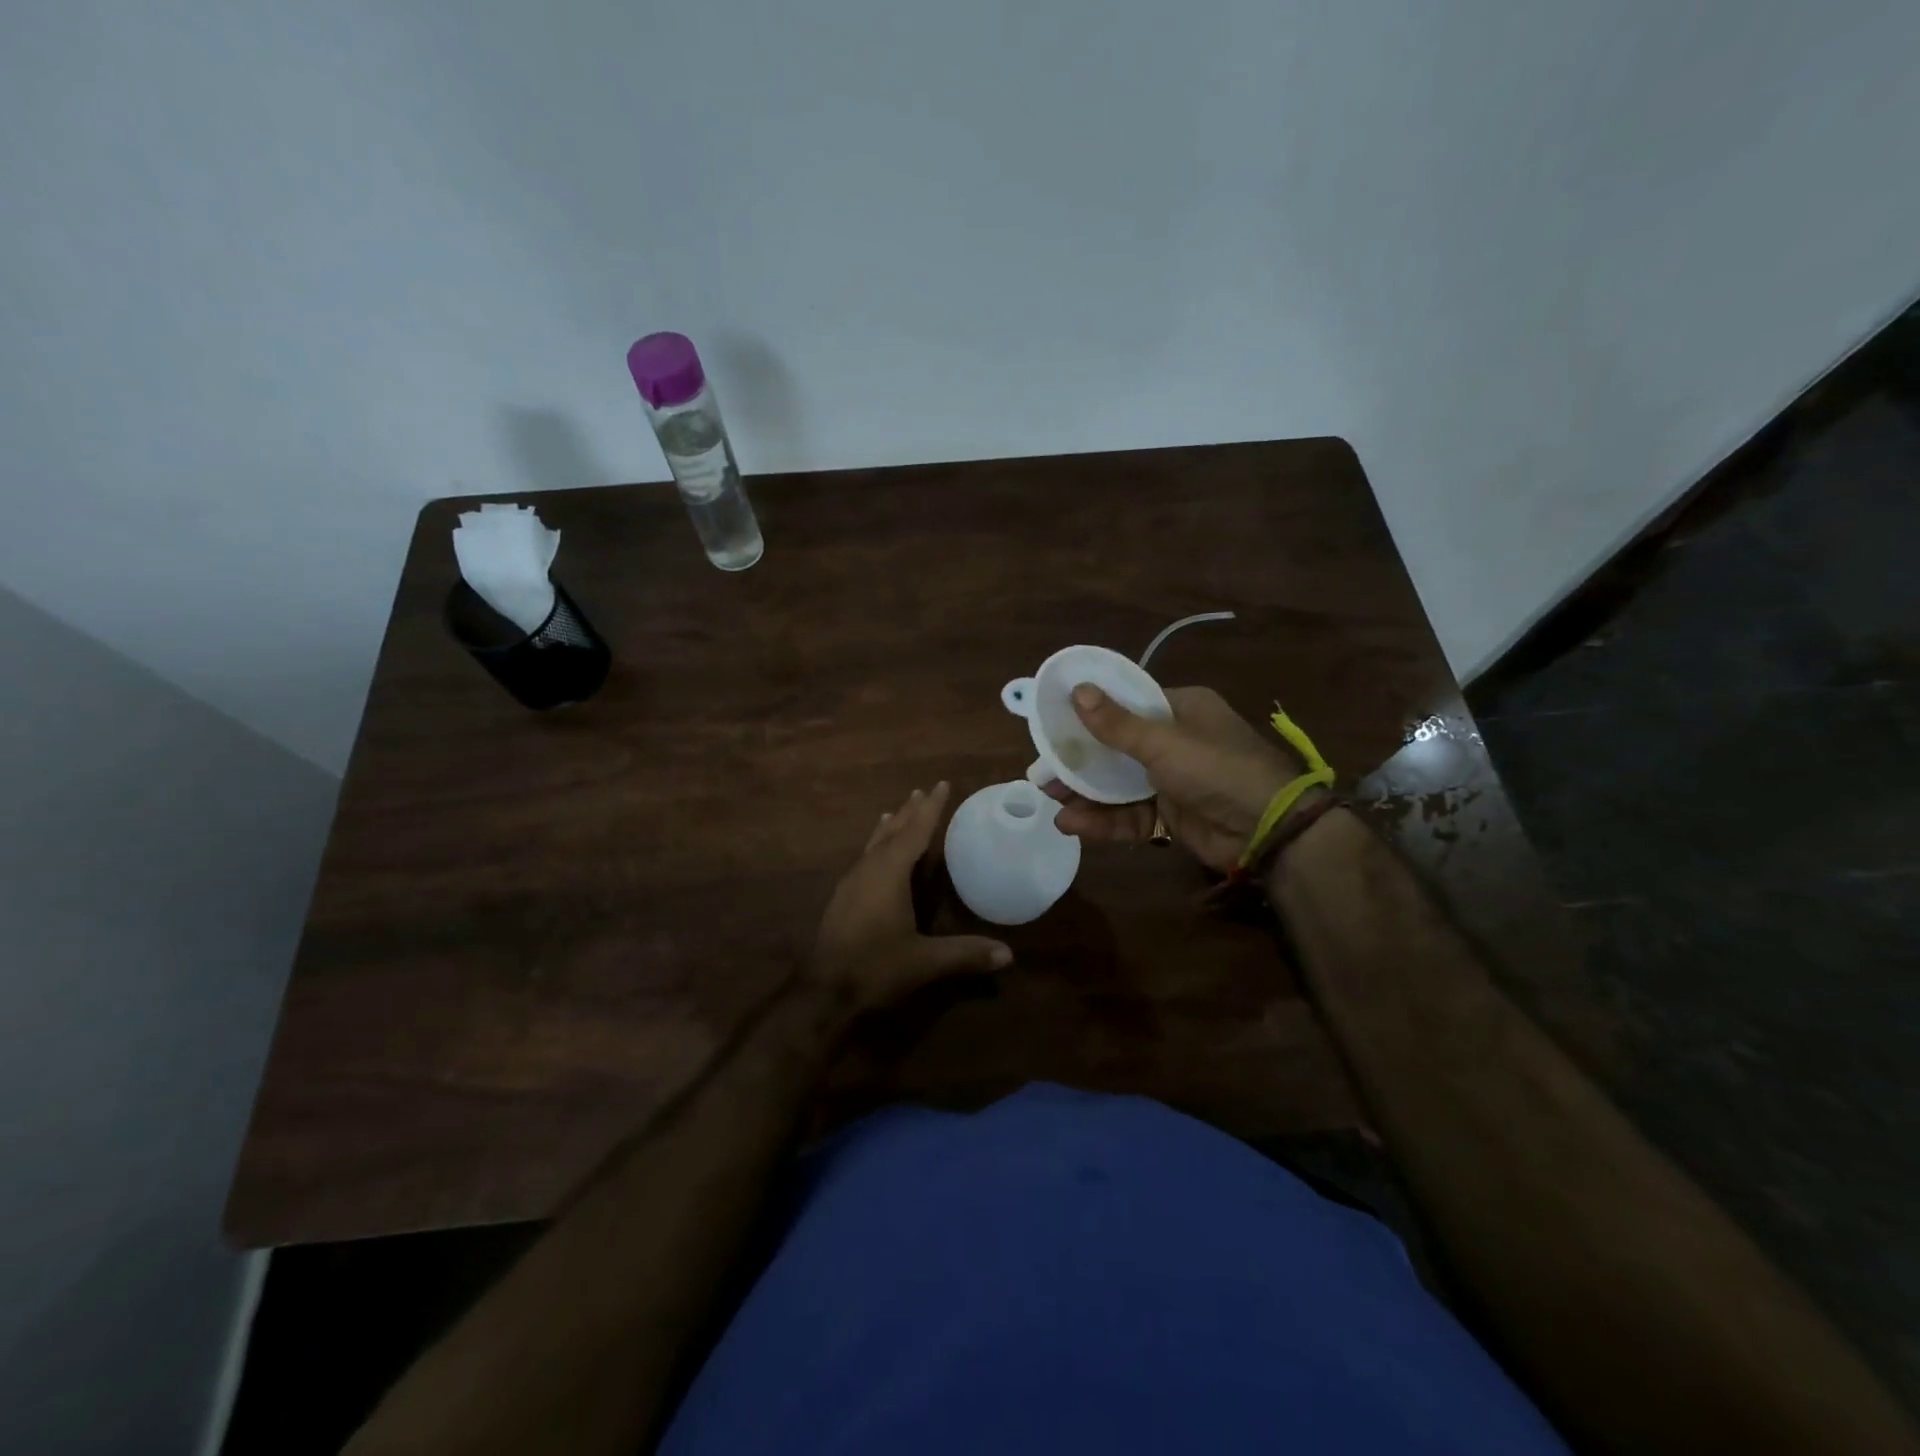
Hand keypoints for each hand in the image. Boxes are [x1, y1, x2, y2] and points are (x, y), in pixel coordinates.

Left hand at [808, 781, 1011, 1009]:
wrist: (823, 991)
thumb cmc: (875, 967)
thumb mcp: (924, 961)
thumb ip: (965, 954)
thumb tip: (1008, 954)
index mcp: (889, 873)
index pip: (915, 832)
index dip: (930, 808)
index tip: (941, 784)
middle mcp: (869, 869)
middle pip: (892, 832)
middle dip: (909, 812)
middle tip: (921, 791)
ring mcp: (852, 883)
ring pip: (874, 844)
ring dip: (890, 827)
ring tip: (896, 811)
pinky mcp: (843, 898)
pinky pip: (864, 858)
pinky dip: (876, 846)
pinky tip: (874, 854)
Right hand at [1044, 685, 1303, 873]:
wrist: (1268, 831)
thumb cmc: (1217, 769)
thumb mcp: (1164, 742)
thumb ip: (1117, 724)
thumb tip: (1076, 690)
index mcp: (1181, 709)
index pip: (1128, 703)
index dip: (1091, 710)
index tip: (1055, 717)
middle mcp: (1175, 741)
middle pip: (1116, 746)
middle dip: (1080, 759)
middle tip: (1043, 767)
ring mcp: (1172, 781)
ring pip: (1119, 784)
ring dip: (1086, 792)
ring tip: (1050, 798)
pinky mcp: (1170, 816)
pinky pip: (1130, 815)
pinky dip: (1103, 820)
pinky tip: (1072, 824)